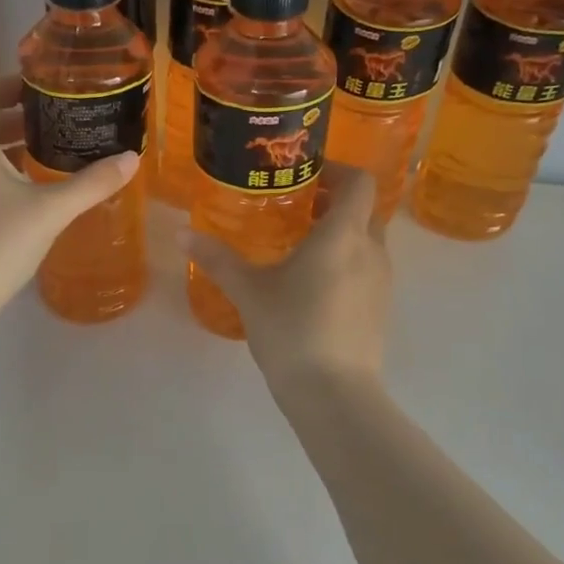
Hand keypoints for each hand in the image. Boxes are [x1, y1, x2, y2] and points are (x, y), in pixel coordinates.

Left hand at [0, 76, 139, 408]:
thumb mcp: (48, 211)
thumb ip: (91, 184)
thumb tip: (131, 158)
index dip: (11, 83)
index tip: (47, 85)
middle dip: (26, 118)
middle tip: (67, 120)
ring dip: (21, 151)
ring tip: (63, 154)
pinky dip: (16, 181)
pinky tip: (44, 198)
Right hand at [183, 164, 389, 395]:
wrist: (334, 393)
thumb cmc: (292, 329)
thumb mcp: (248, 291)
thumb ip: (217, 258)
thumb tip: (181, 232)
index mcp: (343, 235)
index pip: (359, 182)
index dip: (337, 169)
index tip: (306, 174)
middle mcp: (371, 250)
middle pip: (364, 210)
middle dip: (334, 201)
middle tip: (296, 207)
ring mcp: (382, 282)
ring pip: (367, 241)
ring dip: (341, 233)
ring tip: (300, 245)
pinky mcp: (380, 308)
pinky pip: (367, 269)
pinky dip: (346, 262)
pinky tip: (312, 285)